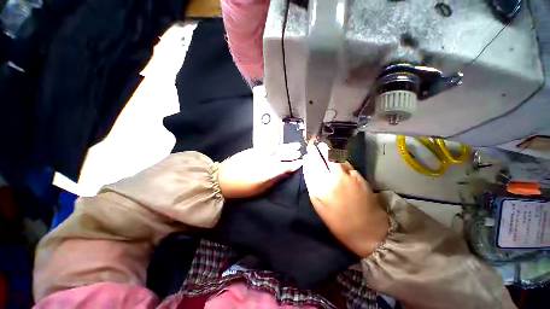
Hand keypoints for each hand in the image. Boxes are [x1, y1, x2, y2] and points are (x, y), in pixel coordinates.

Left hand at [218, 143, 302, 198]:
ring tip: (296, 145)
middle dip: (292, 153)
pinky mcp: (253, 150)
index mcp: (266, 173)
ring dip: (286, 147)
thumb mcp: (259, 189)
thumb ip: (273, 180)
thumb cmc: (241, 188)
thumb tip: (284, 174)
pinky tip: (281, 144)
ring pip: (276, 149)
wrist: (222, 178)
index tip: (301, 162)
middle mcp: (264, 161)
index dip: (293, 165)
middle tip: (301, 151)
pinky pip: (268, 146)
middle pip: (281, 156)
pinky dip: (276, 145)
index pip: (283, 167)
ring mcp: (259, 154)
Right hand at [303, 143, 388, 257]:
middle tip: (314, 146)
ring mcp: (346, 175)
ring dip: (327, 150)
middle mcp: (332, 179)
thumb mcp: (319, 206)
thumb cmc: (338, 221)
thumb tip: (310, 171)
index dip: (308, 160)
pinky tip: (336, 157)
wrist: (367, 229)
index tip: (307, 156)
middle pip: (322, 159)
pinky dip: (339, 158)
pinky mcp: (358, 175)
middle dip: (316, 151)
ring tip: (323, 146)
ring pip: (334, 158)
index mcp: (319, 188)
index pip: (311, 167)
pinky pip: (345, 163)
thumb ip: (313, 186)